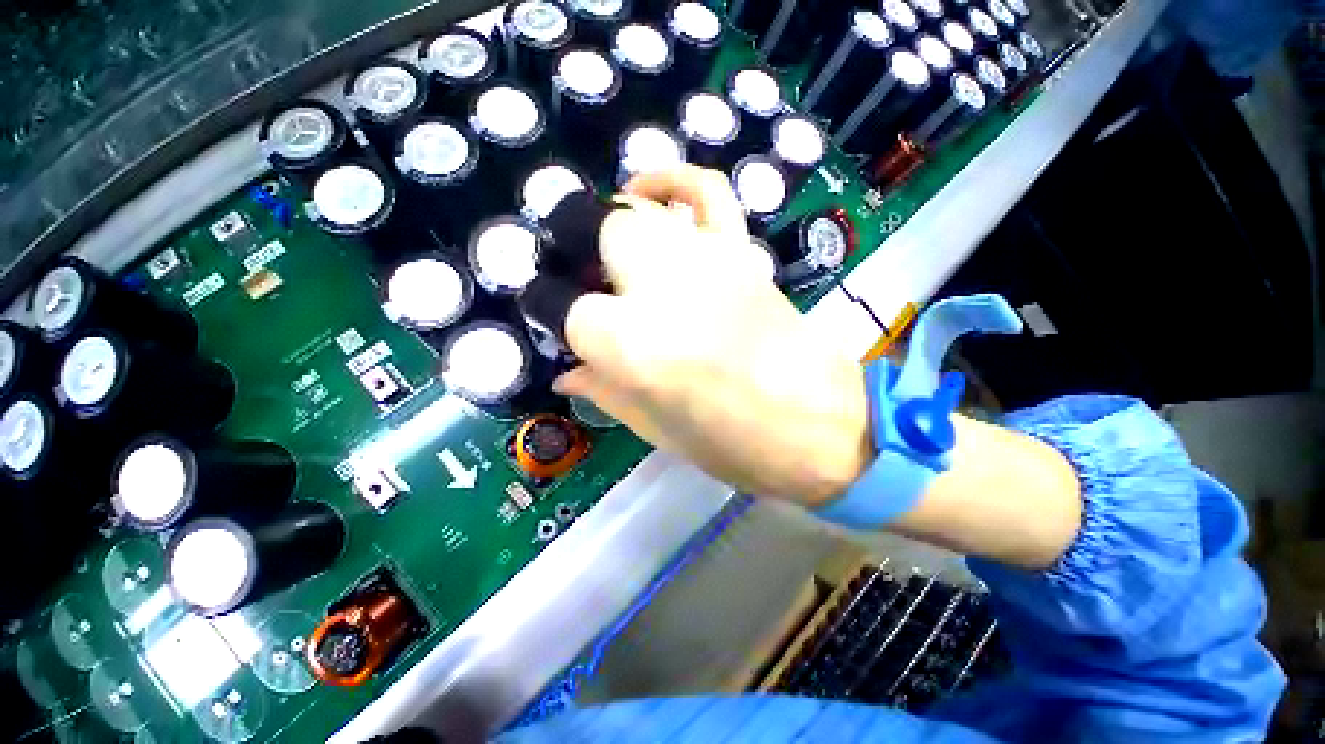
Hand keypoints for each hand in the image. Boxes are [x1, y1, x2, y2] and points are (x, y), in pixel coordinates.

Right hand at [553, 165, 871, 504]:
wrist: (814, 422)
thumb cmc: (728, 440)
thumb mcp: (651, 427)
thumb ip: (601, 391)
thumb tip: (565, 372)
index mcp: (623, 340)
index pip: (559, 304)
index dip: (548, 310)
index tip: (553, 320)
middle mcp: (654, 285)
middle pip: (591, 235)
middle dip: (576, 257)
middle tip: (585, 287)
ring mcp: (701, 257)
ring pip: (634, 211)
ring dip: (611, 228)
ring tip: (610, 252)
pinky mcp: (739, 250)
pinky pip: (704, 192)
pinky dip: (674, 182)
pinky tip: (651, 193)